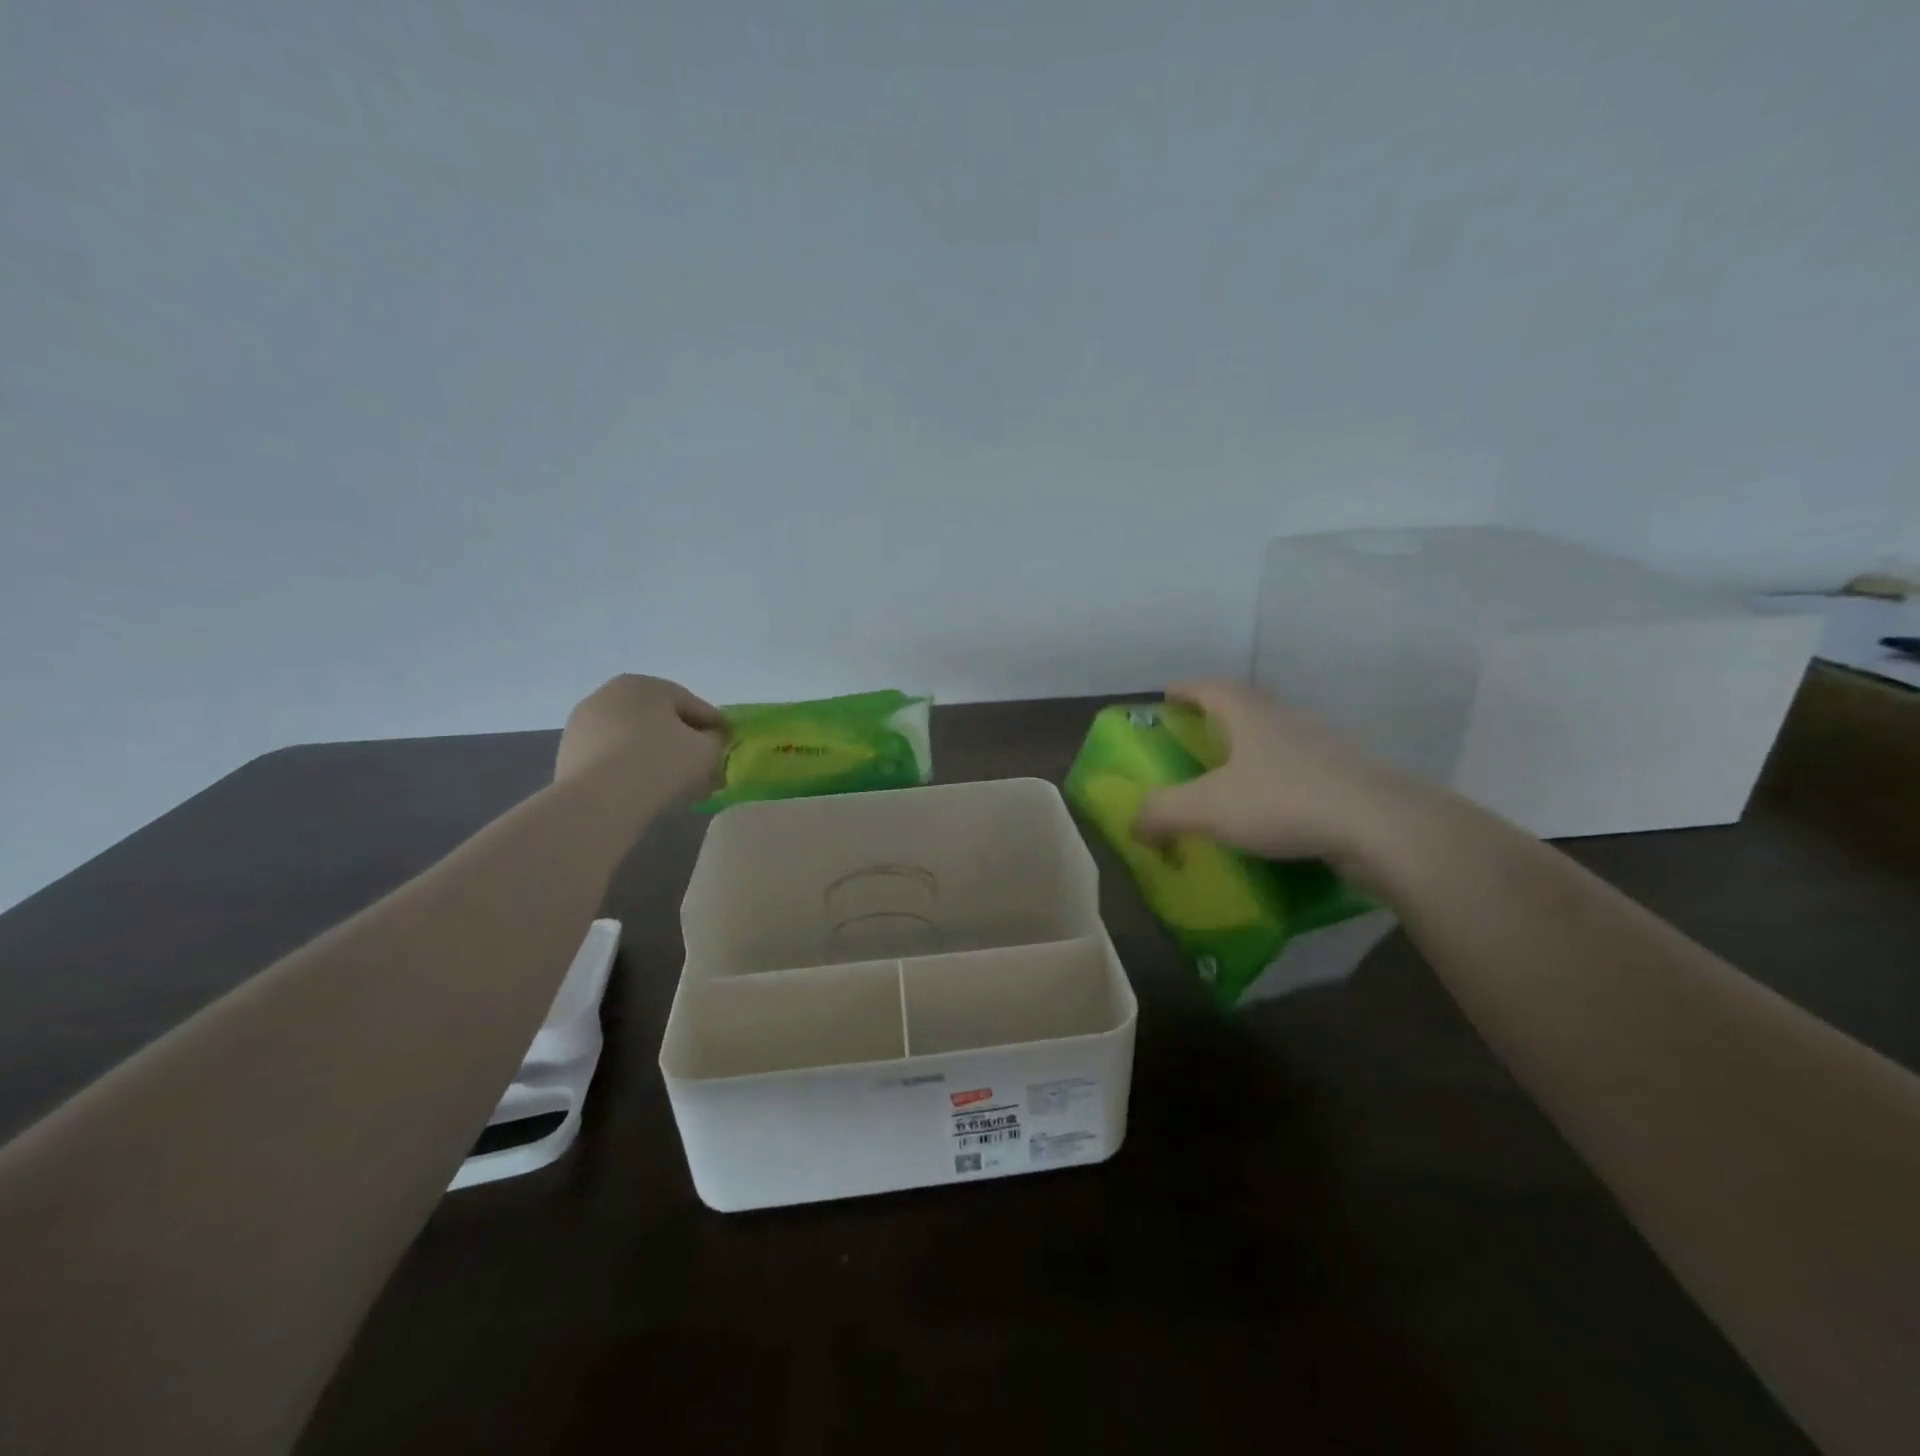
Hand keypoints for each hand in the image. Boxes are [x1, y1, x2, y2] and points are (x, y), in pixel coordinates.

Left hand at [555, 675, 725, 800]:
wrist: (598, 802)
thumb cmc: (660, 763)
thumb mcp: (707, 750)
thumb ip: (716, 740)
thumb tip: (710, 742)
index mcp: (645, 684)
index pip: (693, 705)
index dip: (715, 728)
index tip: (727, 750)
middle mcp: (610, 694)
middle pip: (661, 720)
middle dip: (683, 743)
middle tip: (703, 770)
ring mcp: (583, 724)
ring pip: (635, 739)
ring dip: (657, 756)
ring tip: (675, 786)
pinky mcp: (568, 753)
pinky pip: (613, 757)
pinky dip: (631, 769)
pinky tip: (645, 791)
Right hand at [1132, 679, 1432, 875]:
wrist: (1382, 827)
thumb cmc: (1284, 802)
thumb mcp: (1206, 808)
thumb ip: (1161, 812)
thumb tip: (1134, 824)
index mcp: (1252, 715)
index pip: (1211, 687)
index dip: (1186, 690)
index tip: (1167, 696)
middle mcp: (1289, 719)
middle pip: (1248, 707)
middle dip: (1219, 718)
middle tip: (1197, 739)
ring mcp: (1327, 746)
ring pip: (1280, 738)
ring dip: (1255, 751)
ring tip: (1235, 779)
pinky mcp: (1352, 778)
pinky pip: (1305, 772)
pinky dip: (1284, 783)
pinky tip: (1277, 812)